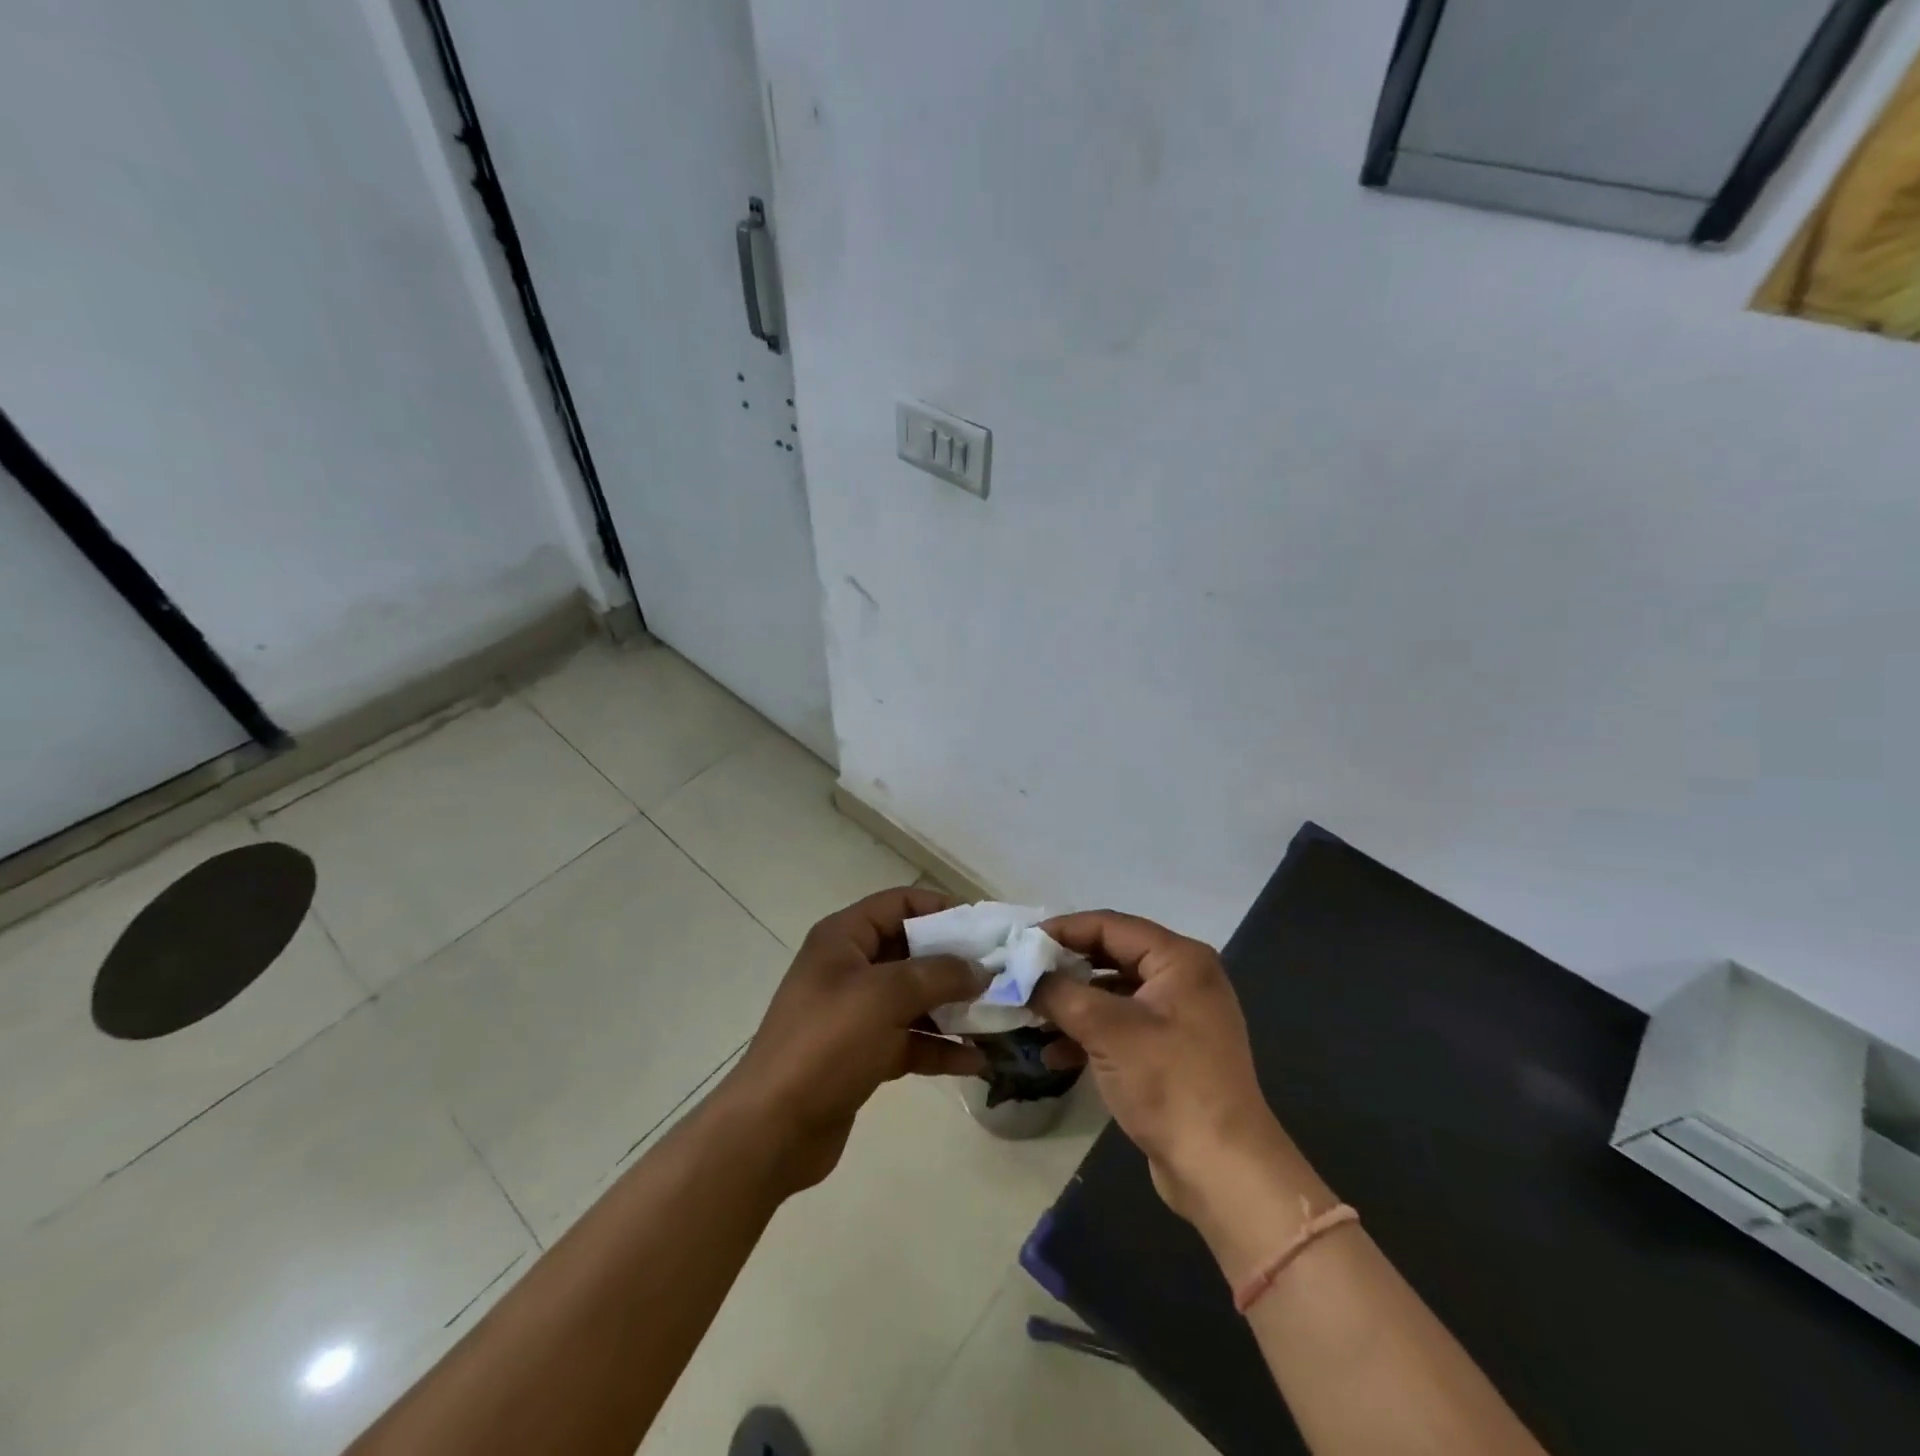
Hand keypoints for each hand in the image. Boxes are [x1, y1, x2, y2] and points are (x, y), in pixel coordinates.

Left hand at [721, 886, 987, 1194]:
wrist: (773, 1129)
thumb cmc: (827, 1043)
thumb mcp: (885, 996)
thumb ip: (938, 974)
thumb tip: (980, 970)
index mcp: (844, 938)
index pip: (900, 904)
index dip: (943, 909)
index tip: (986, 929)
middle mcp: (850, 967)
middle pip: (912, 951)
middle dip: (956, 963)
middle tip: (1002, 975)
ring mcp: (856, 1013)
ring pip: (915, 998)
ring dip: (955, 1008)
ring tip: (1000, 1018)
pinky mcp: (863, 1053)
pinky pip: (910, 1039)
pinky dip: (941, 1047)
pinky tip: (978, 1061)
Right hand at [1032, 912, 1307, 1229]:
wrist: (1222, 1171)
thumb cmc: (1168, 1084)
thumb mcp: (1106, 1030)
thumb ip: (1059, 992)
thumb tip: (1020, 975)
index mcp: (1179, 959)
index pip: (1109, 926)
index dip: (1062, 930)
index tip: (1019, 943)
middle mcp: (1183, 978)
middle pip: (1110, 956)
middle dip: (1064, 968)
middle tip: (1020, 975)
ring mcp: (1178, 1017)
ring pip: (1113, 994)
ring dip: (1071, 1003)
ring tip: (1029, 1014)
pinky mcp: (1170, 1052)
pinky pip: (1121, 1026)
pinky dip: (1088, 1034)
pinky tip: (1052, 1054)